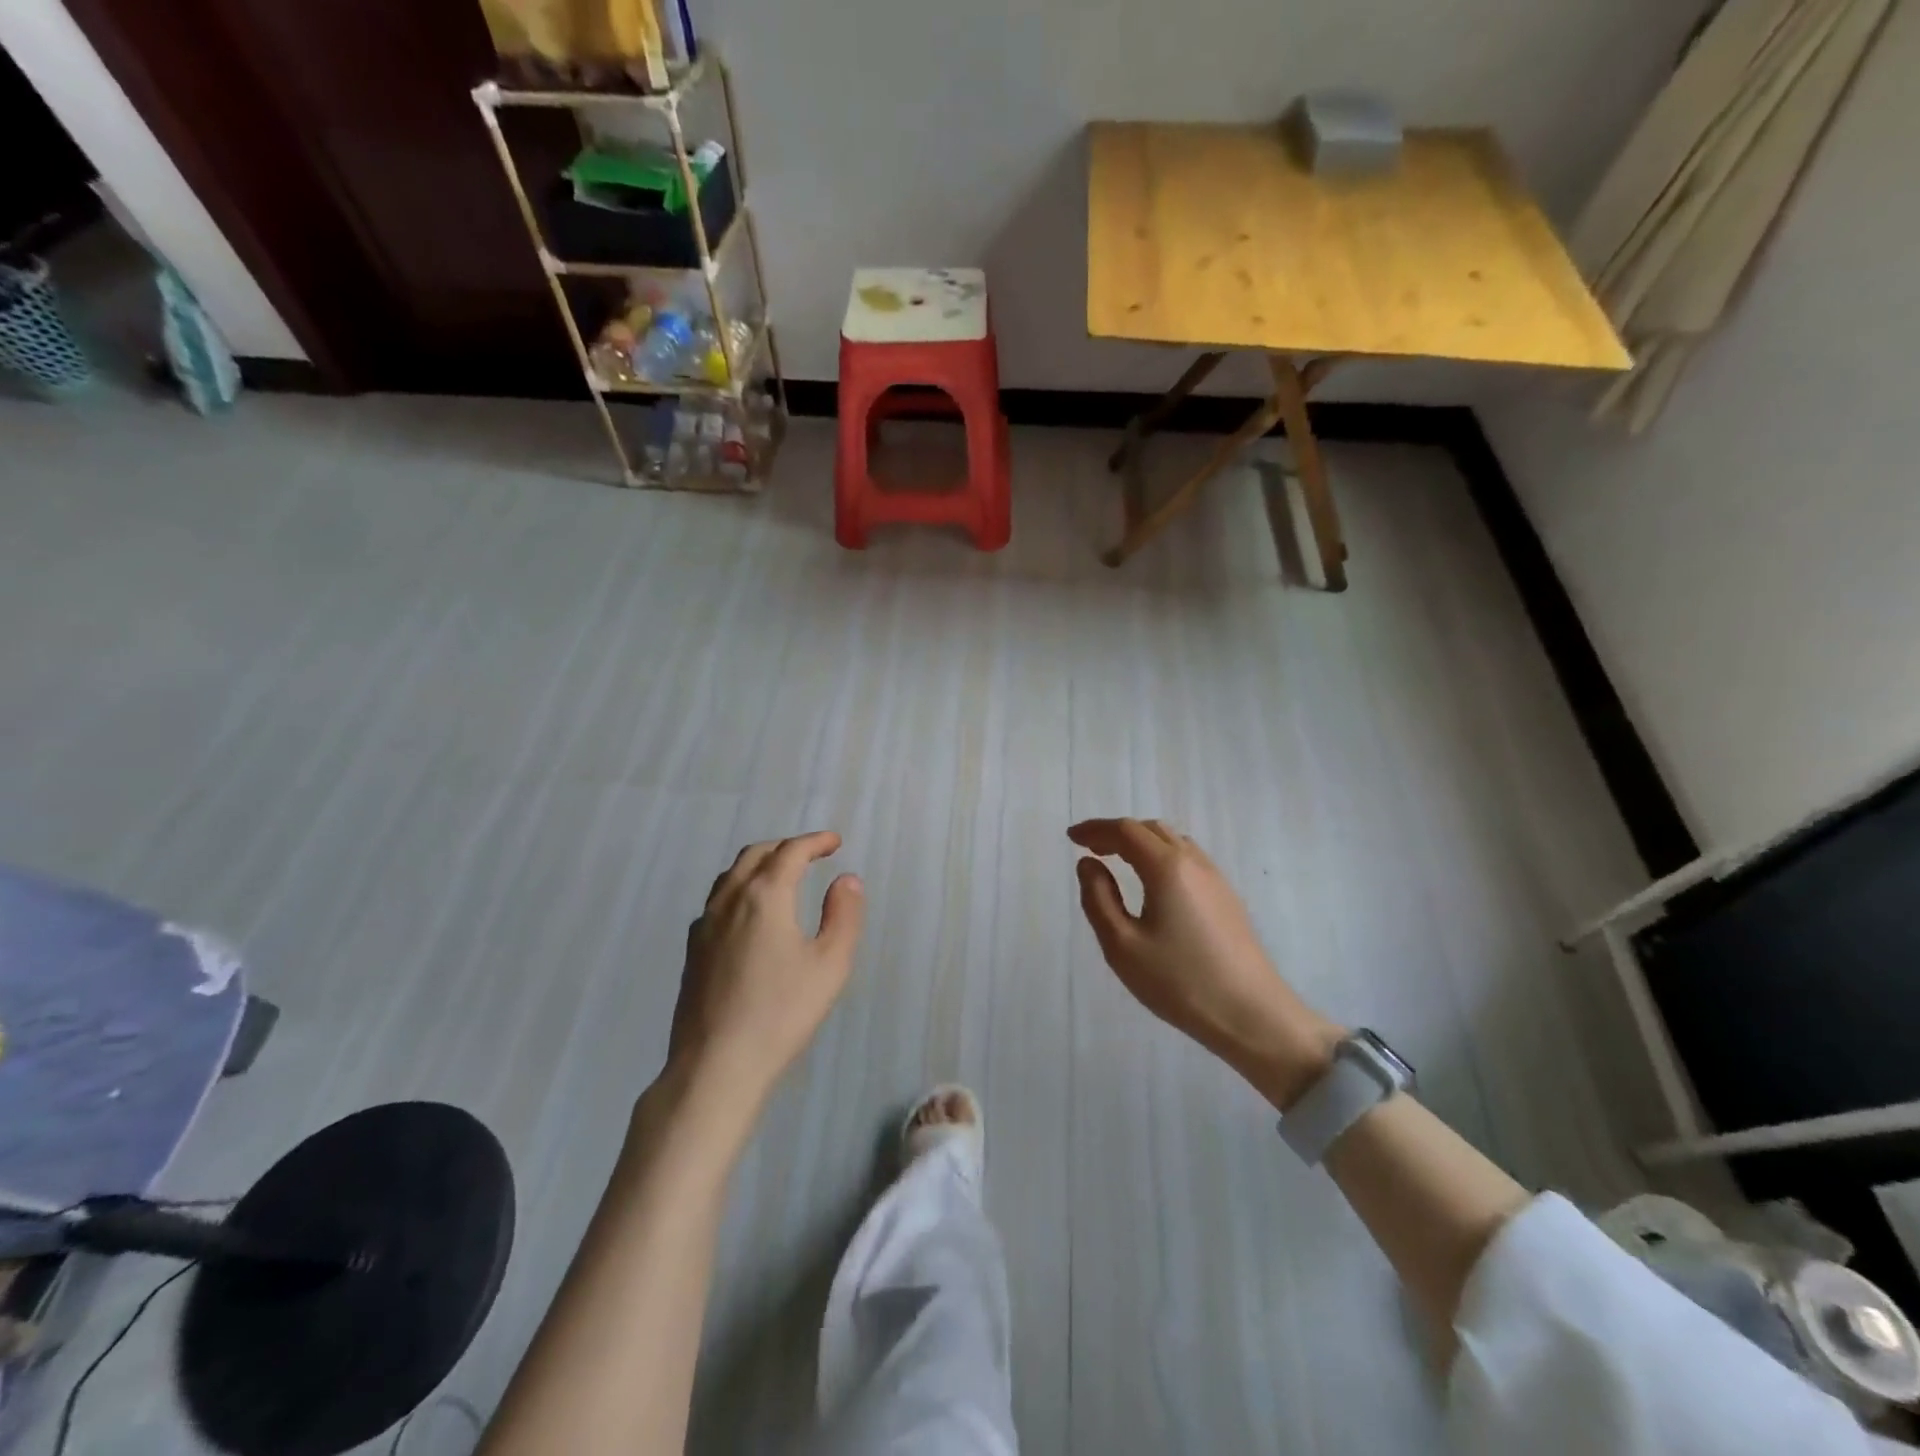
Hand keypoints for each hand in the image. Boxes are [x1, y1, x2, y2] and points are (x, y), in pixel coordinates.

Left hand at [669, 832, 864, 1113]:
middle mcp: (730, 900)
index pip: (790, 852)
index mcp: (765, 896)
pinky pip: (717, 900)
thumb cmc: (782, 1012)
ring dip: (760, 864)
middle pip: (755, 855)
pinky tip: (749, 914)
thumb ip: (843, 915)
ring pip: (731, 876)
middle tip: (811, 854)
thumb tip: (847, 880)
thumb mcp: (831, 964)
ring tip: (782, 876)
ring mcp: (705, 925)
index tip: (834, 842)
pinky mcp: (692, 950)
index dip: (815, 842)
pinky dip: (740, 888)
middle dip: (785, 847)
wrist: (717, 1064)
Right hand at [1068, 818, 1340, 1109]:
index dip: (1095, 830)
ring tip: (1118, 860)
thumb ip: (1098, 898)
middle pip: (1151, 829)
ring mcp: (1216, 878)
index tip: (1071, 838)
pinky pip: (1188, 858)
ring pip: (1173, 841)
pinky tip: (1153, 881)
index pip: (1125, 831)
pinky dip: (1161, 855)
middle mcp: (1193, 862)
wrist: (1252, 1015)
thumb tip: (1088, 865)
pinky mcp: (1227, 898)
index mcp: (1166, 867)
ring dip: (1141, 842)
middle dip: (1117, 832)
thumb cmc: (1179, 981)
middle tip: (1091, 848)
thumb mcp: (1122, 945)